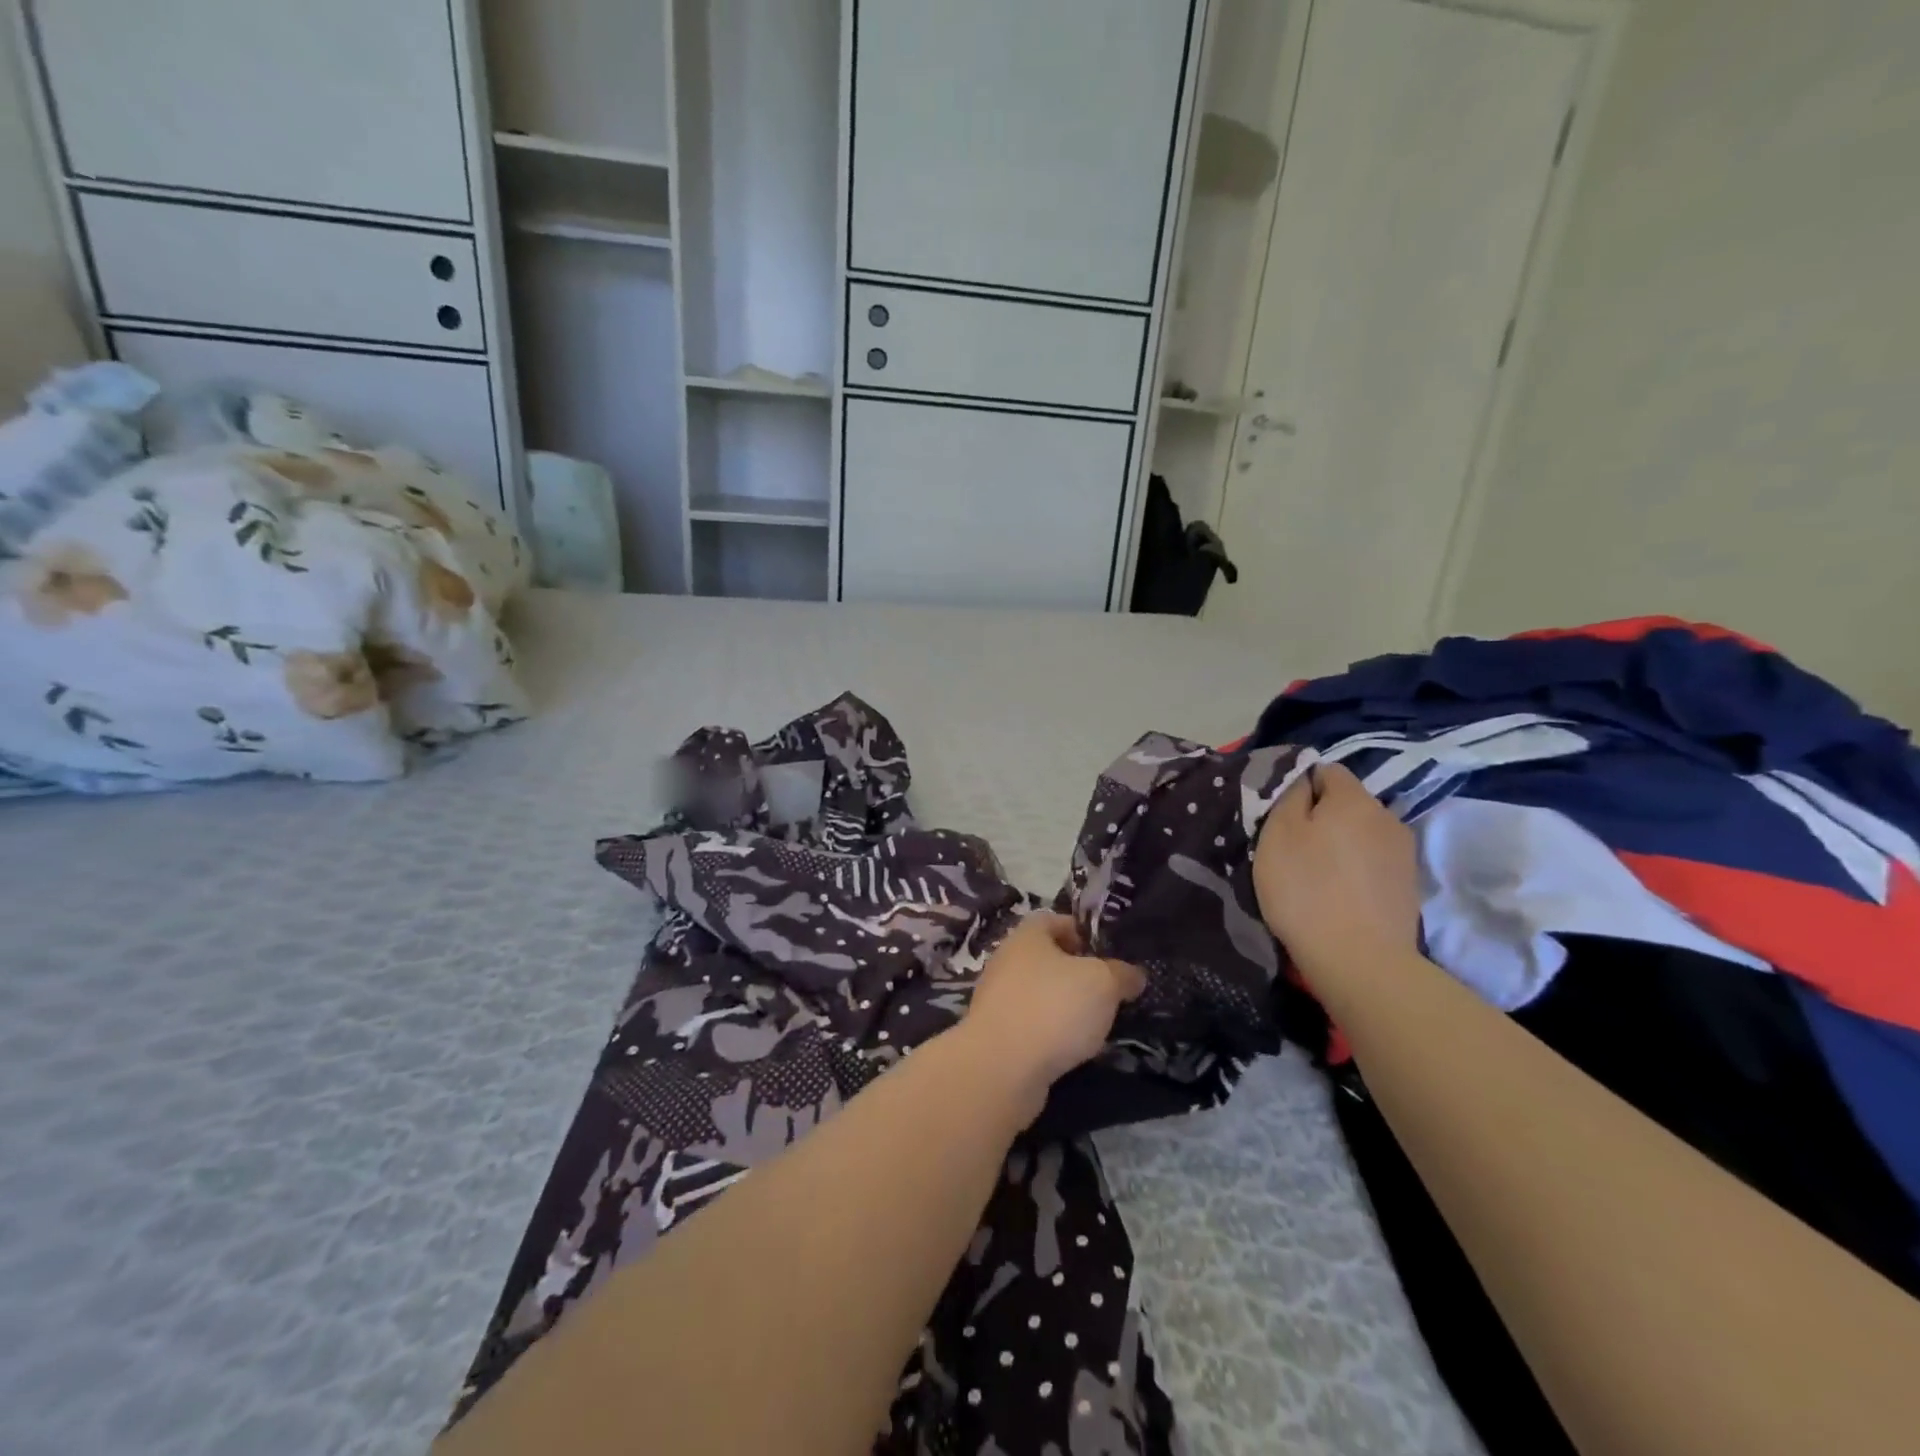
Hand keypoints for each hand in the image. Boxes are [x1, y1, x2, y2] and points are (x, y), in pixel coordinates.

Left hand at [962, 912, 1145, 1104]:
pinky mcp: (996, 1034)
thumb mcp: (1102, 984)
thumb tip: (1133, 974)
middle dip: (1077, 973)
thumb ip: (1121, 974)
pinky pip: (1030, 1024)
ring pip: (1039, 993)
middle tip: (1108, 992)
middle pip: (1047, 958)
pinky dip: (1050, 1033)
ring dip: (1064, 1006)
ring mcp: (997, 998)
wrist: (1000, 1068)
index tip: (1107, 954)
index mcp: (1027, 936)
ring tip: (1095, 1025)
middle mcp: (1007, 960)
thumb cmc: (1053, 1008)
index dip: (1082, 932)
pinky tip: (1071, 1050)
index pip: (1055, 920)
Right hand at [1252, 762, 1421, 991]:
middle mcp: (1386, 816)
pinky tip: (1338, 895)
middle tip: (1291, 847)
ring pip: (1361, 834)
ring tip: (1315, 875)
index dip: (1300, 787)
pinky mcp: (1408, 886)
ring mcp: (1403, 853)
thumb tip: (1303, 780)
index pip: (1327, 770)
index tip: (1280, 816)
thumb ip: (1289, 796)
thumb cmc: (1306, 889)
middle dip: (1321, 817)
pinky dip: (1354, 870)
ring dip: (1339, 845)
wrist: (1360, 960)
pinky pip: (1372, 863)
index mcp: (1354, 798)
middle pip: (1347, 803)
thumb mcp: (1278, 833)